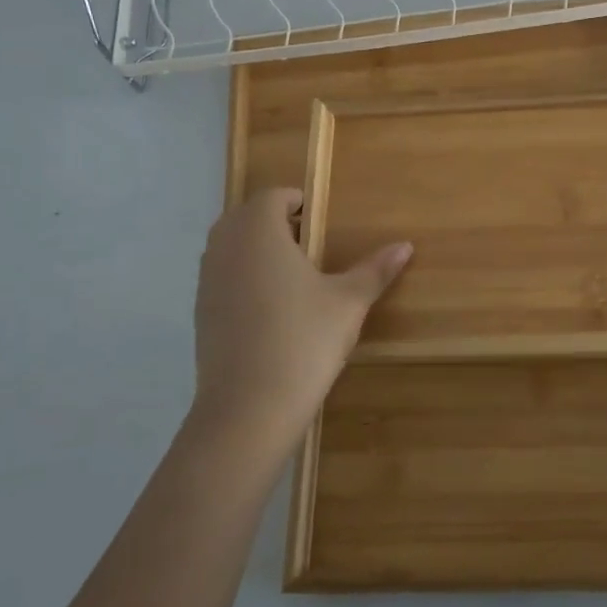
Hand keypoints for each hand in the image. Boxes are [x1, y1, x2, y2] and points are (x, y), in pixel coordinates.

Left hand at [189, 188, 411, 464]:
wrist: (248, 409)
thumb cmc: (303, 341)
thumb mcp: (348, 302)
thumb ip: (375, 270)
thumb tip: (406, 245)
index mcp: (259, 232)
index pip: (272, 197)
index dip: (296, 201)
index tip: (320, 219)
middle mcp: (226, 248)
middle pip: (245, 217)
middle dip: (274, 222)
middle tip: (309, 243)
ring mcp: (207, 281)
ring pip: (229, 247)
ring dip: (255, 249)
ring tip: (292, 275)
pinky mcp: (200, 313)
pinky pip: (221, 277)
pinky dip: (242, 278)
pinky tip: (272, 309)